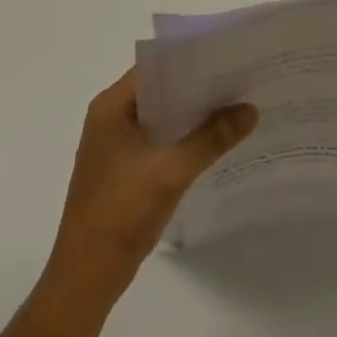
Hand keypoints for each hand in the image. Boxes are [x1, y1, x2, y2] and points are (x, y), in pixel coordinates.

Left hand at [45, 69, 256, 299]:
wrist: (85, 279)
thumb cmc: (121, 213)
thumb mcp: (171, 171)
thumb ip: (211, 138)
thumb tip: (250, 109)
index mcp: (111, 107)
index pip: (155, 67)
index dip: (191, 61)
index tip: (227, 58)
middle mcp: (110, 118)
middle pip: (160, 92)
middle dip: (197, 89)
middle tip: (239, 81)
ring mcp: (115, 147)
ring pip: (161, 118)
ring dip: (191, 117)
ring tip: (234, 108)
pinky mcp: (123, 171)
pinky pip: (158, 142)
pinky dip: (182, 140)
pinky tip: (213, 144)